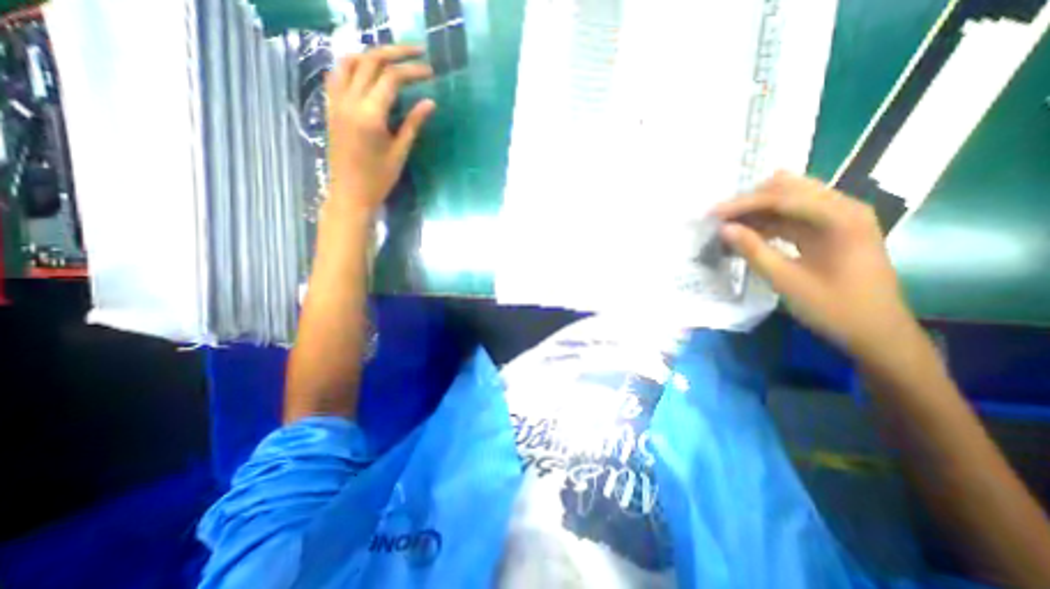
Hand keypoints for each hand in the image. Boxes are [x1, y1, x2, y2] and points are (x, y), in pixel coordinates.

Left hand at [323, 44, 431, 217]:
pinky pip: (337, 74)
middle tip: (418, 52)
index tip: (430, 72)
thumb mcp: (400, 152)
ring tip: (393, 58)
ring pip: (349, 61)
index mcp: (369, 115)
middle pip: (370, 61)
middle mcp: (349, 101)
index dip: (412, 71)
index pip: (391, 79)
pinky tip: (367, 71)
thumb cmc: (379, 179)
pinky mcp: (331, 107)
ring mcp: (336, 102)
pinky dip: (353, 64)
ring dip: (372, 54)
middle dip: (395, 52)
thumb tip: (430, 102)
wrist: (350, 193)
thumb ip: (413, 124)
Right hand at [714, 170, 921, 363]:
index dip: (742, 204)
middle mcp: (843, 208)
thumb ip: (753, 250)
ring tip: (728, 225)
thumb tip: (723, 229)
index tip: (712, 214)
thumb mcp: (786, 281)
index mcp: (839, 218)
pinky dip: (769, 221)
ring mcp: (840, 217)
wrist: (877, 332)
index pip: (781, 198)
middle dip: (750, 201)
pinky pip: (794, 216)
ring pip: (790, 199)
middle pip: (788, 189)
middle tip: (720, 218)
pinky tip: (748, 233)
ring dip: (757, 210)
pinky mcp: (833, 230)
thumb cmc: (834, 308)